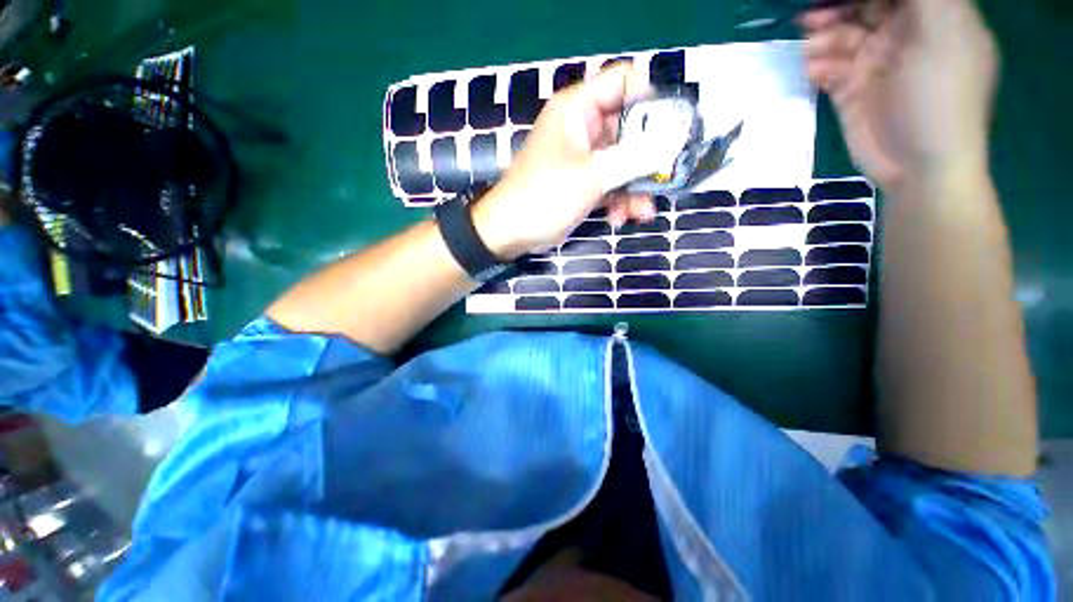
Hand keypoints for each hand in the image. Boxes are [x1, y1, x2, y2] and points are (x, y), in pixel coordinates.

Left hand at [473, 63, 653, 259]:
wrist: (512, 231)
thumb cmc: (545, 195)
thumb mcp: (592, 175)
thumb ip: (634, 158)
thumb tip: (671, 143)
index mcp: (578, 109)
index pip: (623, 81)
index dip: (650, 99)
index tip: (669, 130)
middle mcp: (582, 128)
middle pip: (629, 128)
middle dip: (647, 158)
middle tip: (663, 179)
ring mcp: (583, 158)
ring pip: (622, 162)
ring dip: (635, 187)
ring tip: (642, 212)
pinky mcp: (582, 183)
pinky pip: (610, 183)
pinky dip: (619, 200)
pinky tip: (622, 219)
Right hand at [801, 0, 998, 189]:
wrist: (920, 165)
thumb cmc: (941, 95)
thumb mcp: (943, 30)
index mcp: (932, 18)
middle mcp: (904, 37)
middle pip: (865, 7)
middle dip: (838, 8)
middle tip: (812, 17)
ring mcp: (877, 67)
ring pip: (842, 37)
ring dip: (823, 38)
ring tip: (811, 49)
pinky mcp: (854, 93)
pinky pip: (830, 70)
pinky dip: (819, 67)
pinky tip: (814, 72)